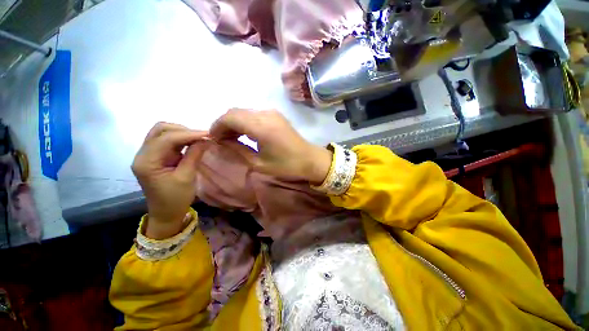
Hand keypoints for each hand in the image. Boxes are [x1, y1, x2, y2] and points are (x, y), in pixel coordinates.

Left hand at [132, 122, 207, 238]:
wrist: (166, 213)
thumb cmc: (175, 199)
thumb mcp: (187, 177)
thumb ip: (194, 155)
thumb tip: (205, 139)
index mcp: (147, 161)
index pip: (166, 138)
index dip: (188, 134)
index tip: (208, 134)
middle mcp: (143, 154)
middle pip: (160, 130)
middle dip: (183, 130)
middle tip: (203, 136)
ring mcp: (149, 154)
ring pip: (163, 133)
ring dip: (182, 133)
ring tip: (200, 139)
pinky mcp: (156, 157)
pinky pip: (167, 141)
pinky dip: (181, 139)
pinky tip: (193, 143)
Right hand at [210, 109, 331, 183]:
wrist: (310, 159)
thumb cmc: (286, 165)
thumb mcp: (259, 163)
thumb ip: (238, 150)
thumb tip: (222, 141)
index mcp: (261, 127)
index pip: (230, 117)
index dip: (217, 126)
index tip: (212, 139)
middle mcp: (265, 114)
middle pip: (235, 111)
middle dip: (224, 124)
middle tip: (221, 140)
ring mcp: (272, 112)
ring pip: (244, 111)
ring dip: (234, 122)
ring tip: (231, 138)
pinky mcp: (276, 115)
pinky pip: (254, 114)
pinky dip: (245, 121)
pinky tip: (244, 133)